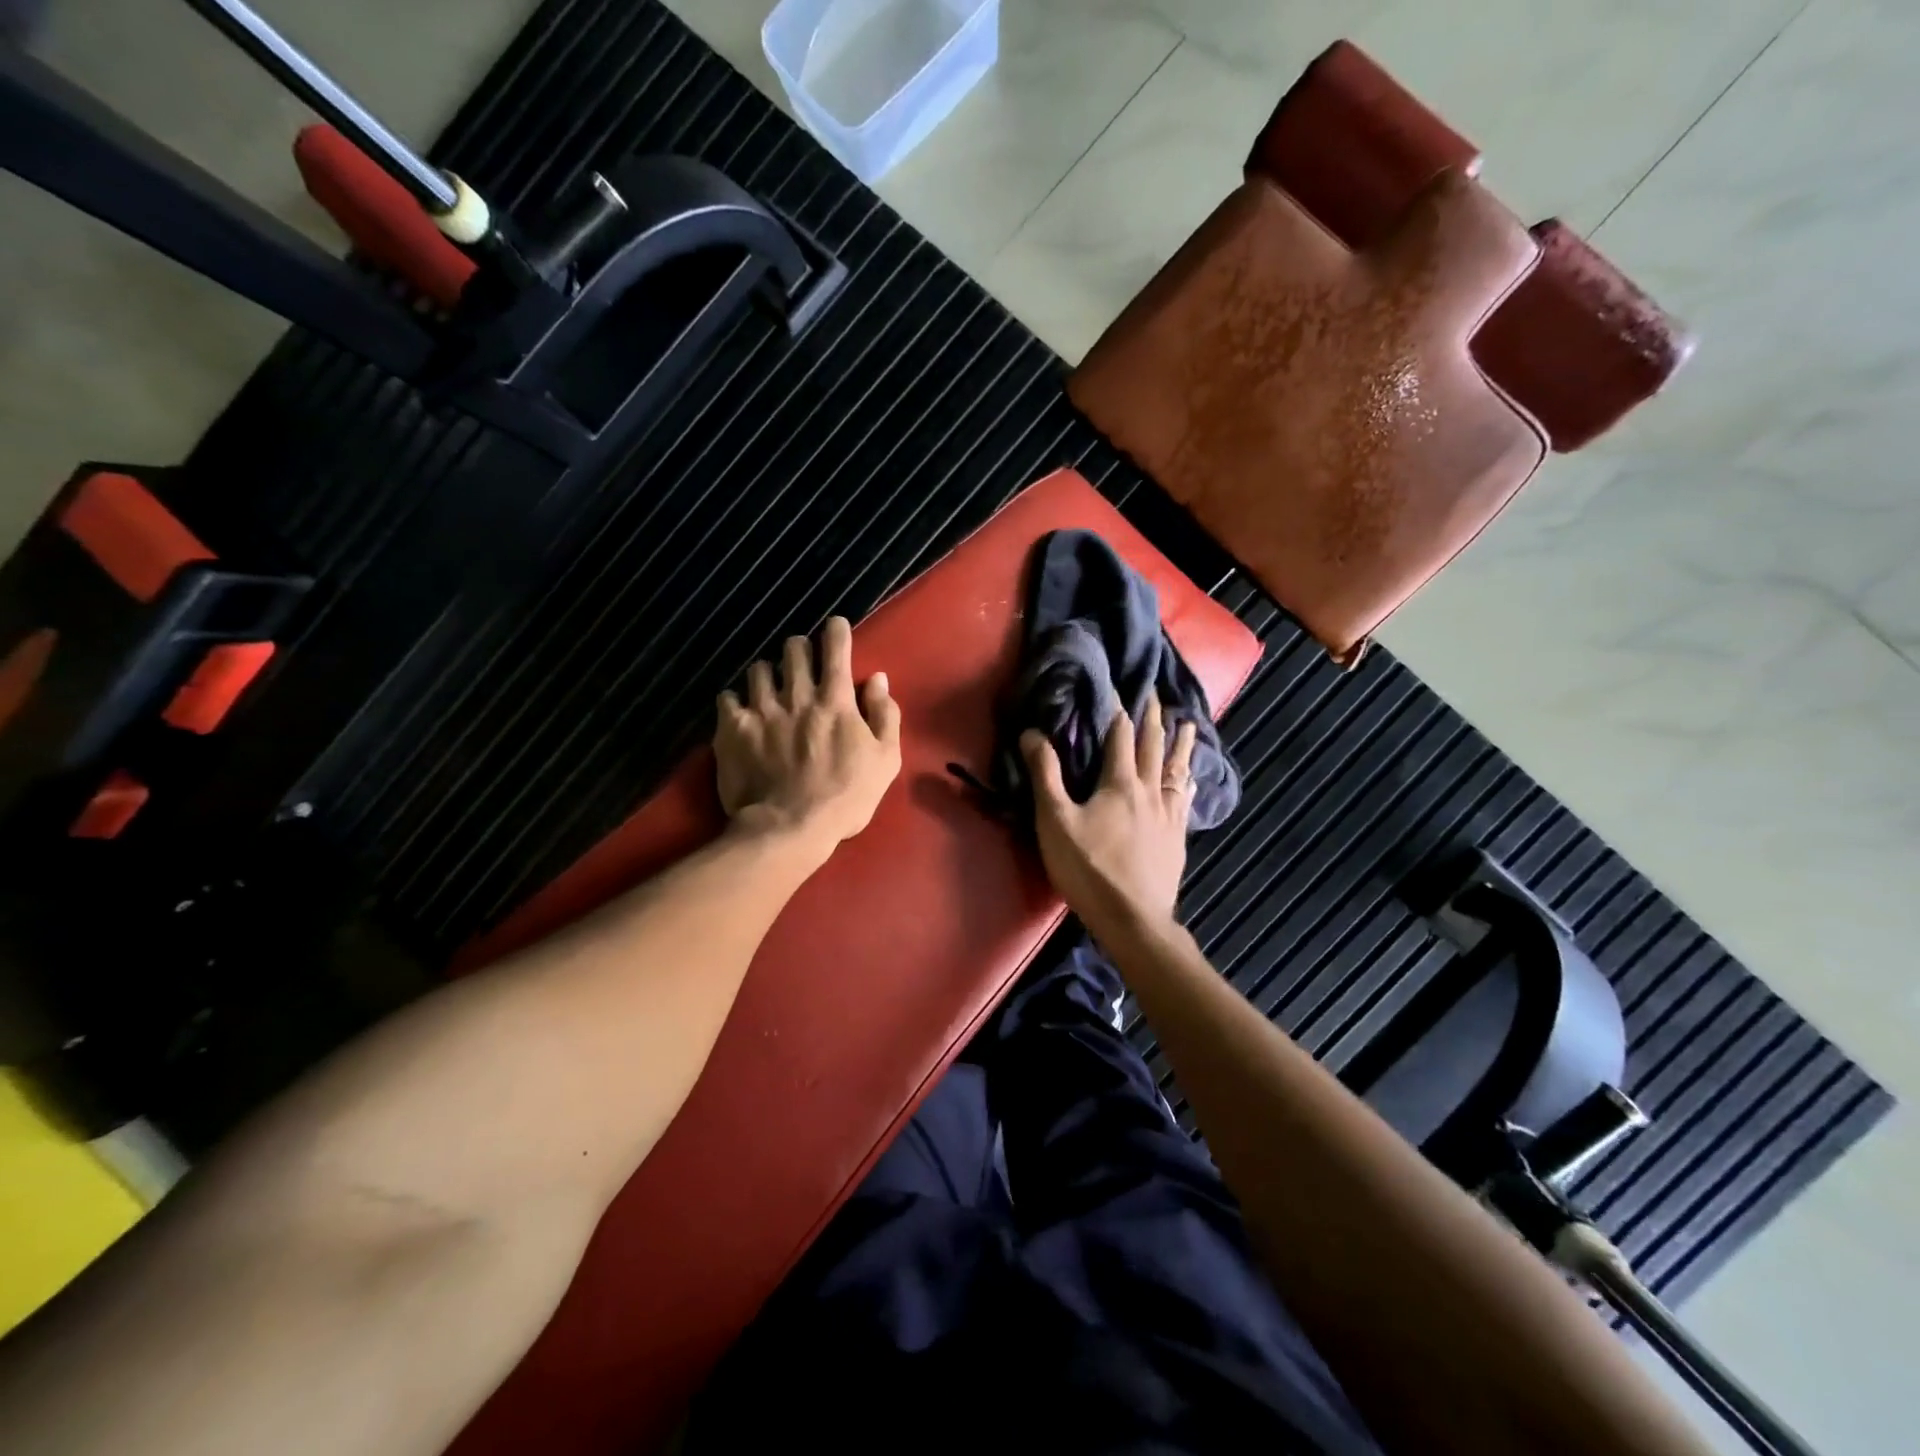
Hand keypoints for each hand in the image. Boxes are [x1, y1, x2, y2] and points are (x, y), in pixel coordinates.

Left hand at [715, 616, 901, 853]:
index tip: (835, 628)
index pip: (836, 647)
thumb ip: (884, 714)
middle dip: (801, 648)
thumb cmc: (846, 797)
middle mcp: (796, 695)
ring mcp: (761, 710)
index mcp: (835, 700)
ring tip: (771, 688)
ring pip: (759, 669)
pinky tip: (742, 712)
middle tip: (803, 663)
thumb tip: (877, 679)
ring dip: (769, 673)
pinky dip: (736, 700)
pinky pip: (727, 697)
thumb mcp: (885, 759)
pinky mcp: (732, 729)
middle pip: (793, 648)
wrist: (790, 829)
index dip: (836, 630)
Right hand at [1021, 697, 1196, 945]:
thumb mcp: (1055, 821)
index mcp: (1119, 782)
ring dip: (1179, 744)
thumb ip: (1045, 775)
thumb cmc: (1089, 868)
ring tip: (1187, 724)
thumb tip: (1033, 732)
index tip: (1121, 688)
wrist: (1132, 918)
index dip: (1119, 710)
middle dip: (1153, 719)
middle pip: (1152, 747)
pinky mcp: (1177, 837)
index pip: (1120, 735)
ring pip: (1175, 770)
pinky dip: (1186, 781)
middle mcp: (1148, 790)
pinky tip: (1189, 780)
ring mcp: (1168, 814)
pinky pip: (1184, 798)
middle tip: (1156, 695)